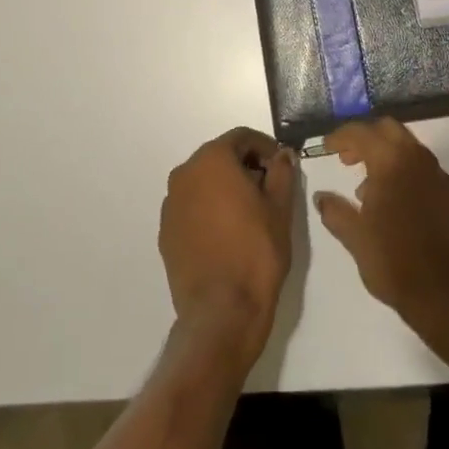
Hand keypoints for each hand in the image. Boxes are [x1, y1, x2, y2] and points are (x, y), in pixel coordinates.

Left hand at [159, 128, 297, 367]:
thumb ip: (281, 172)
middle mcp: (184, 174)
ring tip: (250, 213)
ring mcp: (171, 204)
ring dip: (226, 187)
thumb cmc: (256, 252)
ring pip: (203, 181)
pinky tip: (227, 233)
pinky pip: (191, 206)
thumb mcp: (280, 208)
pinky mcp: (166, 231)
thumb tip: (282, 155)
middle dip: (245, 165)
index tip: (281, 165)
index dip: (265, 147)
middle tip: (269, 188)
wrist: (222, 311)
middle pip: (219, 156)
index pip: (241, 137)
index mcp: (212, 160)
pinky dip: (209, 208)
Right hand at [313, 118, 448, 332]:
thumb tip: (321, 197)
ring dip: (387, 157)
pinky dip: (407, 176)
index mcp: (392, 162)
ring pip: (411, 150)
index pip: (362, 132)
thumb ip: (335, 212)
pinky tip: (398, 206)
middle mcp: (419, 160)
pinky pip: (426, 173)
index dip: (340, 136)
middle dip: (366, 138)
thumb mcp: (355, 238)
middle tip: (348, 159)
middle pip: (390, 130)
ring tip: (368, 189)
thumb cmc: (395, 261)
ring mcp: (441, 178)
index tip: (326, 147)